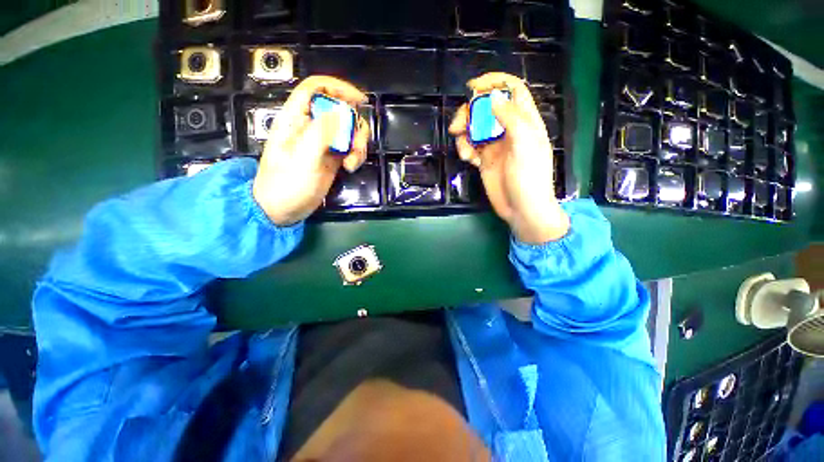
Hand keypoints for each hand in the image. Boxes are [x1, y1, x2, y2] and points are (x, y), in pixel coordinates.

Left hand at [252, 76, 369, 225]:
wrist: (283, 210)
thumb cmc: (287, 184)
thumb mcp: (303, 158)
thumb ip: (321, 132)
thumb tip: (341, 111)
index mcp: (296, 119)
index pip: (316, 89)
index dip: (338, 88)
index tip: (360, 100)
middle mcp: (311, 126)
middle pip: (340, 110)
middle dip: (354, 126)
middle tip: (355, 146)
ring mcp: (323, 143)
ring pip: (348, 130)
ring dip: (357, 144)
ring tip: (352, 162)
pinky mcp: (332, 157)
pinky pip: (350, 147)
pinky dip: (355, 155)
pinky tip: (350, 167)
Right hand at [448, 72, 569, 243]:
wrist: (521, 209)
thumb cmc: (529, 178)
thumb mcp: (525, 145)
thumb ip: (511, 119)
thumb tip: (492, 97)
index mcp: (524, 121)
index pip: (512, 90)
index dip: (494, 82)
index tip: (473, 87)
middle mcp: (508, 130)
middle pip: (486, 109)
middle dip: (469, 114)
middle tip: (458, 126)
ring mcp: (495, 145)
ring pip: (474, 128)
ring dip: (464, 135)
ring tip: (465, 150)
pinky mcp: (484, 160)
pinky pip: (470, 146)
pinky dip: (465, 149)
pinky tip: (469, 159)